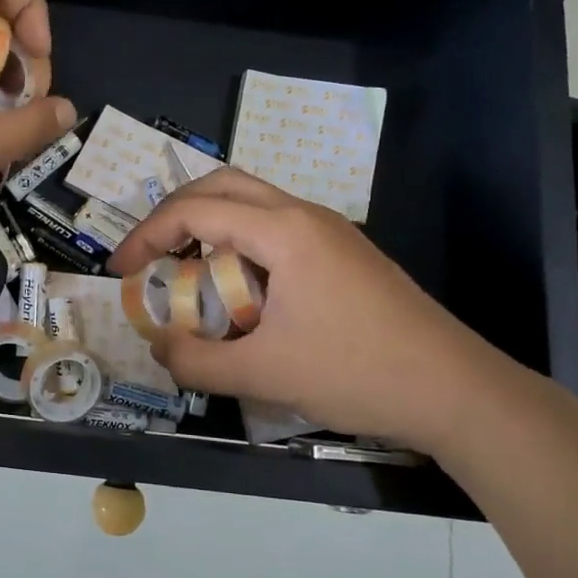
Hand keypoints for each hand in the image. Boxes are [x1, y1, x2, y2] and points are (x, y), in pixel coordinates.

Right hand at [107, 169, 531, 452]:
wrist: (457, 392)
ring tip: (186, 273)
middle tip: (148, 255)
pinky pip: (276, 229)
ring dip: (210, 227)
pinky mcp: (344, 253)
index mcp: (284, 231)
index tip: (120, 270)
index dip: (147, 234)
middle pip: (222, 185)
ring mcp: (330, 231)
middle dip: (174, 214)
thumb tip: (157, 347)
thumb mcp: (264, 373)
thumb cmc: (357, 373)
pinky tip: (239, 291)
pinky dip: (240, 245)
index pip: (196, 209)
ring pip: (252, 204)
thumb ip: (197, 361)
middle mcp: (305, 215)